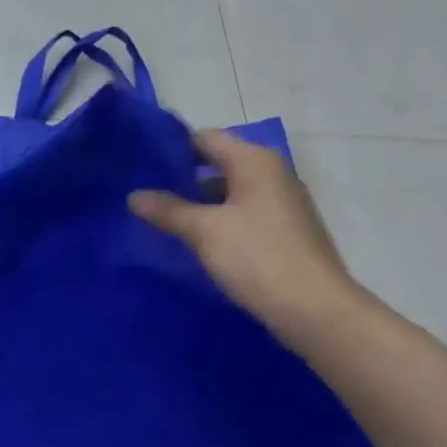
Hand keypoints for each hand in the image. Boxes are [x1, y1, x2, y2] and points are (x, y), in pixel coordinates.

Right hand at [129, 129, 364, 347]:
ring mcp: (282, 203)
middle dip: (183, 178)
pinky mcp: (285, 231)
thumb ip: (168, 210)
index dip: (172, 149)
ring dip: (200, 203)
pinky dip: (220, 221)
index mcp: (255, 161)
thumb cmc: (258, 257)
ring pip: (231, 192)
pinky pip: (244, 215)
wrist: (313, 308)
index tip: (141, 166)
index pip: (206, 138)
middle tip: (146, 195)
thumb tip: (133, 195)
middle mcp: (272, 173)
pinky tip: (197, 242)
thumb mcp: (204, 231)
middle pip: (219, 163)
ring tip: (164, 220)